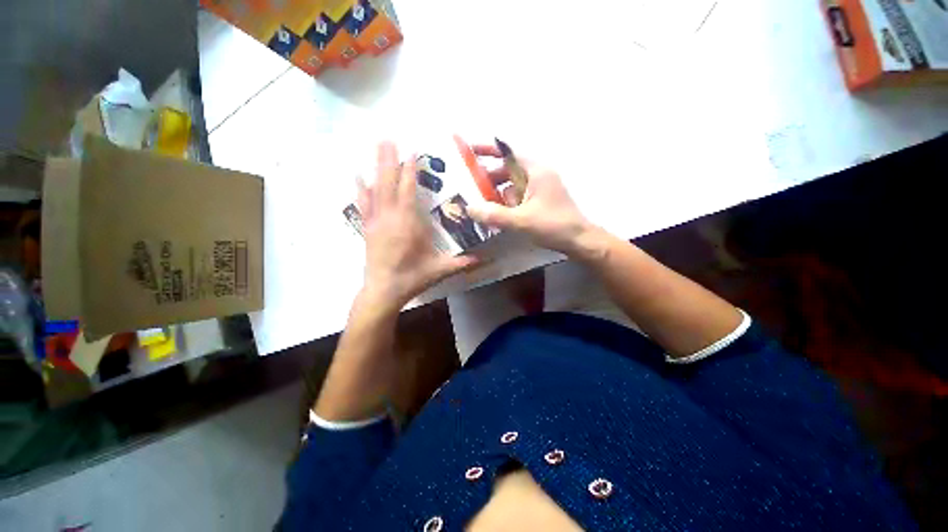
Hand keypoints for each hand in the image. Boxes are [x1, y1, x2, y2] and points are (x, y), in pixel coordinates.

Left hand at [357, 142, 477, 311]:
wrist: (383, 291)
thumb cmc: (412, 277)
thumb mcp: (440, 269)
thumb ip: (462, 262)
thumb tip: (485, 259)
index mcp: (408, 223)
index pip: (408, 189)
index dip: (410, 169)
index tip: (411, 151)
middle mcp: (390, 216)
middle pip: (388, 182)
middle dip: (389, 159)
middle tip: (387, 137)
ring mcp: (376, 221)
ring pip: (375, 188)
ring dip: (376, 167)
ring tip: (376, 147)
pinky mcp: (367, 229)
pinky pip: (364, 203)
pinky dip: (361, 188)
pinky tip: (358, 176)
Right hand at [465, 144, 598, 257]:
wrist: (579, 241)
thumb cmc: (553, 226)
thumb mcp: (522, 220)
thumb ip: (494, 215)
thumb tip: (469, 208)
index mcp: (536, 171)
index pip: (509, 153)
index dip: (489, 150)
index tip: (470, 151)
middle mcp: (538, 175)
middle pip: (508, 170)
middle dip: (490, 179)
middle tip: (472, 189)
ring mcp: (541, 188)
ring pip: (513, 185)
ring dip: (499, 194)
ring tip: (484, 207)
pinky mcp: (541, 201)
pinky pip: (519, 197)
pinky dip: (508, 203)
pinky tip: (500, 216)